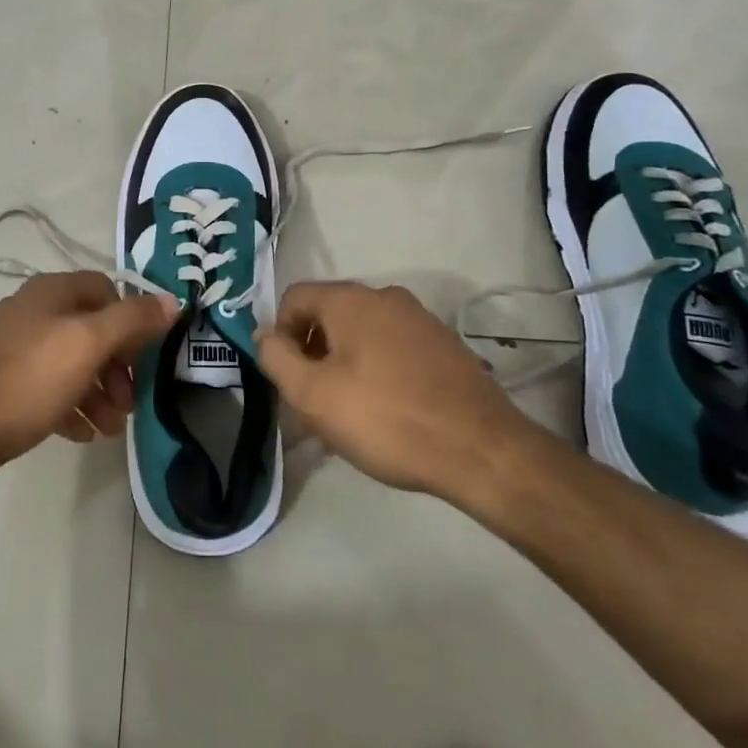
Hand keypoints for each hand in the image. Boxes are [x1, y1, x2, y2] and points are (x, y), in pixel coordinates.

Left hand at [0, 272, 178, 478]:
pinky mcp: (3, 381)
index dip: (130, 319)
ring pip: (71, 362)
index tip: (142, 356)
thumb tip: (172, 299)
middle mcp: (32, 311)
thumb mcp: (90, 344)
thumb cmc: (31, 378)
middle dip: (116, 367)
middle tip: (128, 403)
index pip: (105, 289)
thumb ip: (133, 320)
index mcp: (51, 292)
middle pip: (90, 329)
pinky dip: (70, 406)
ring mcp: (14, 346)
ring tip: (109, 429)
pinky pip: (48, 386)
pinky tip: (80, 434)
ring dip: (98, 393)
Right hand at [254, 282, 546, 507]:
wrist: (482, 450)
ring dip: (345, 364)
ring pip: (362, 334)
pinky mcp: (445, 345)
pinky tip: (387, 412)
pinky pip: (393, 348)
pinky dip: (378, 370)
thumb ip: (277, 358)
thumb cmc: (386, 419)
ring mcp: (420, 319)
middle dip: (313, 353)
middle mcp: (385, 297)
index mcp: (350, 299)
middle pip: (329, 315)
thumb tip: (266, 335)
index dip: (279, 335)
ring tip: (350, 413)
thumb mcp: (313, 395)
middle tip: (314, 401)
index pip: (294, 298)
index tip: (288, 379)